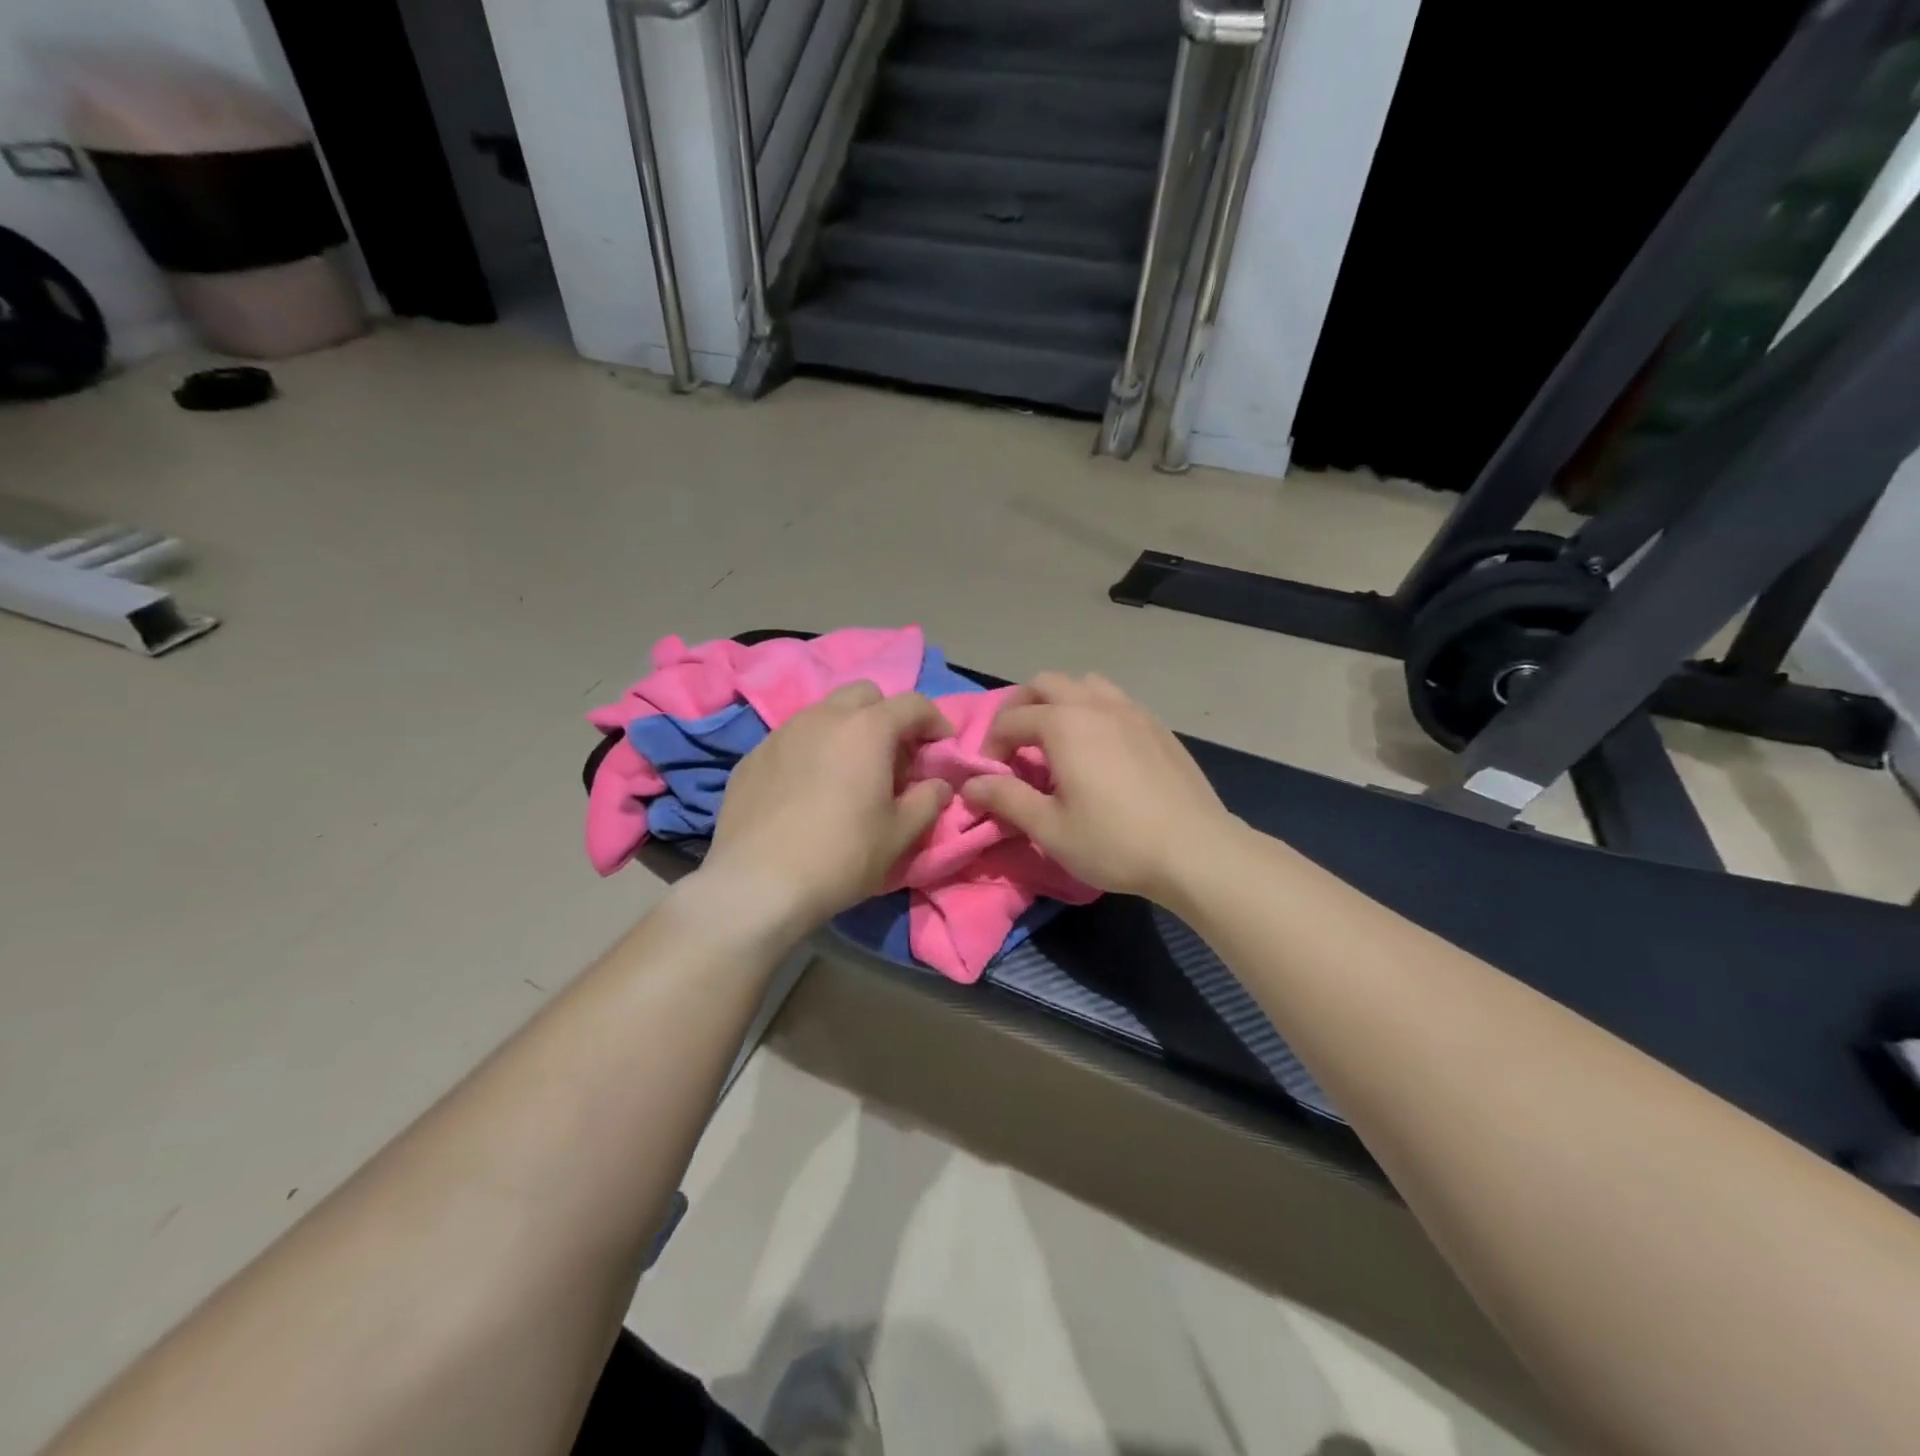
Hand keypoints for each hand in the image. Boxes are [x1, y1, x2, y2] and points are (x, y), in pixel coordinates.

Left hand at [701, 682, 955, 927]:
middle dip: (886, 715)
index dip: (934, 721)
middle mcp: (823, 717)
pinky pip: (792, 738)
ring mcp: (782, 733)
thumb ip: (928, 801)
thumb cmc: (842, 856)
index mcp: (867, 729)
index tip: (941, 747)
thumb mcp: (899, 834)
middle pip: (864, 694)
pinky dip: (811, 750)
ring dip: (846, 730)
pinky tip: (808, 789)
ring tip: (849, 771)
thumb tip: (938, 785)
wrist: (758, 883)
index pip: (912, 703)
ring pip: (823, 713)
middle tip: (893, 755)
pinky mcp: (753, 756)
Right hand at [960, 673, 1234, 899]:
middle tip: (1016, 744)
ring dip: (1061, 701)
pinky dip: (1095, 711)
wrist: (1194, 850)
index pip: (1011, 720)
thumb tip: (970, 786)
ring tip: (1058, 739)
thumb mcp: (1049, 828)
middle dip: (1021, 707)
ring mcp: (1132, 711)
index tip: (990, 777)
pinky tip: (1101, 749)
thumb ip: (1006, 799)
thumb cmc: (1114, 841)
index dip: (991, 746)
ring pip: (1085, 684)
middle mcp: (1096, 705)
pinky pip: (1116, 701)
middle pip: (1046, 683)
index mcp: (1064, 725)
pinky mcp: (1158, 726)